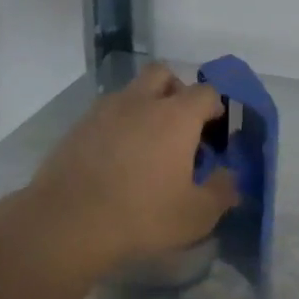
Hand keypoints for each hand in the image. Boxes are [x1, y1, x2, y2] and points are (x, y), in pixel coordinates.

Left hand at [23, 64, 238, 276]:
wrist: (67, 224)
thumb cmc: (142, 216)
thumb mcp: (197, 214)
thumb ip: (222, 191)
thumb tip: (230, 177)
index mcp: (176, 116)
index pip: (206, 92)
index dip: (216, 107)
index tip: (215, 133)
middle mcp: (141, 102)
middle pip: (163, 75)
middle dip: (177, 91)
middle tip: (181, 126)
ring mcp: (104, 111)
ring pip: (132, 91)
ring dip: (145, 106)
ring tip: (148, 145)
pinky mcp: (77, 127)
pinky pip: (106, 113)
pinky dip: (118, 125)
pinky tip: (118, 158)